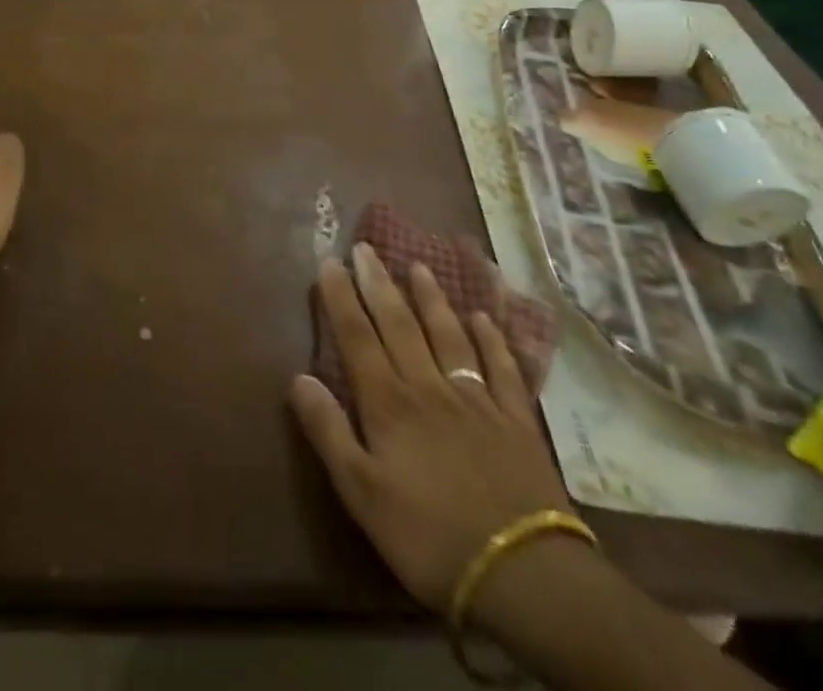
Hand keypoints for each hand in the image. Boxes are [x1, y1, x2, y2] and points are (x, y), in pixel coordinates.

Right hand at [291, 244, 576, 620]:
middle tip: (366, 248)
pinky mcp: (515, 420)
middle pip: (400, 326)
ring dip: (431, 299)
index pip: (358, 338)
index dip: (341, 298)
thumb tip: (298, 377)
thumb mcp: (362, 494)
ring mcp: (477, 401)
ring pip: (448, 336)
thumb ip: (329, 432)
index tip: (330, 262)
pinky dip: (491, 340)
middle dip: (379, 284)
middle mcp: (429, 388)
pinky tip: (484, 319)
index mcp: (389, 405)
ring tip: (418, 267)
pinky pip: (501, 368)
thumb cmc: (429, 537)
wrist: (524, 573)